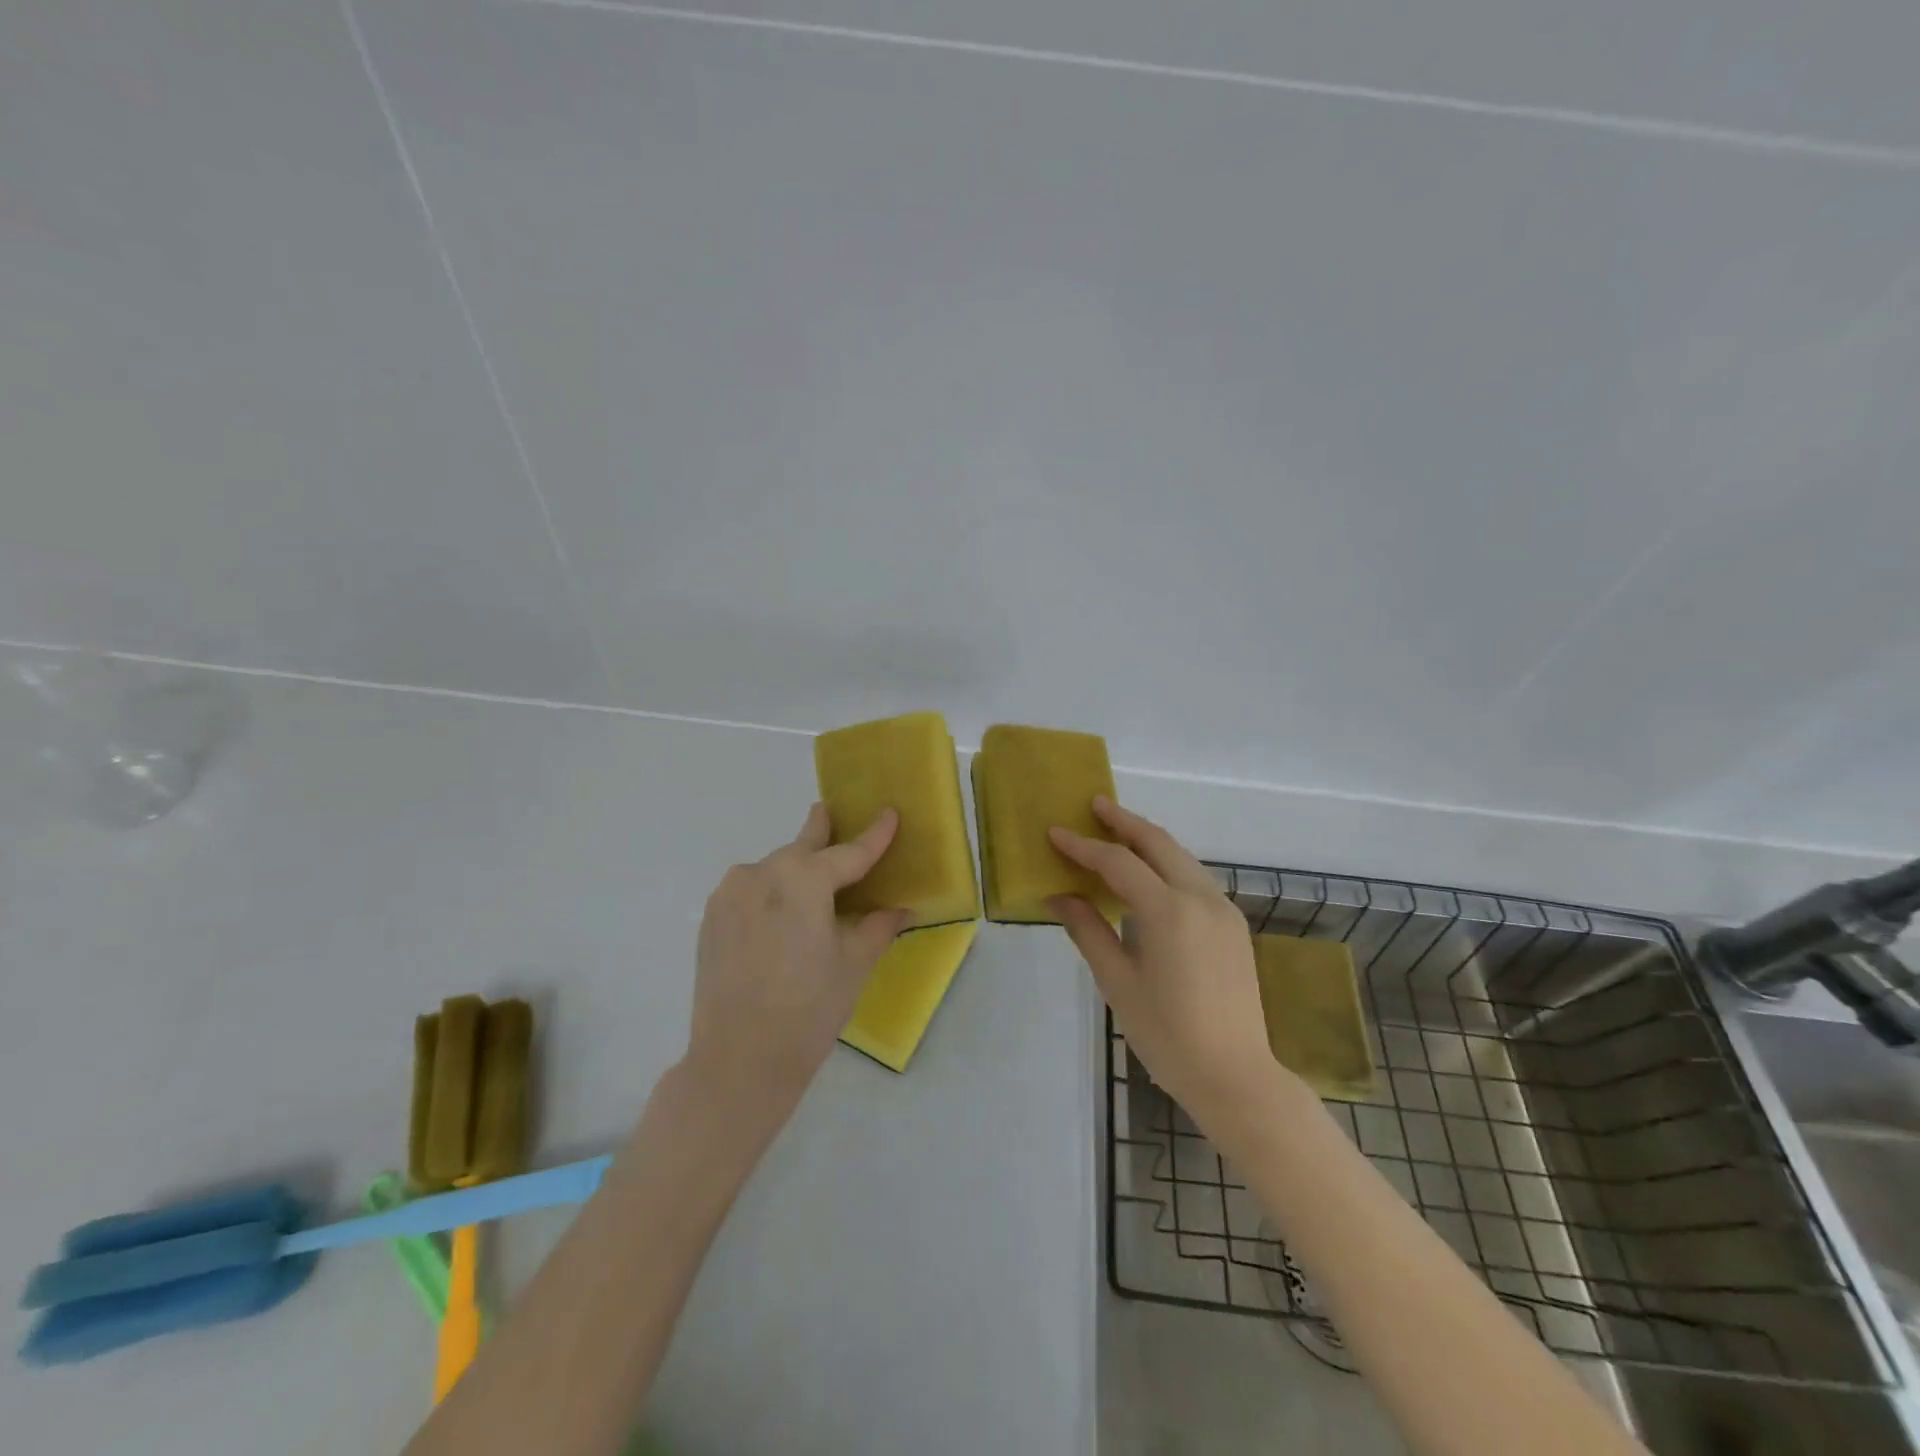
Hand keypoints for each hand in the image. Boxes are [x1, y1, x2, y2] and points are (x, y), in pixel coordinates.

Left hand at [685, 803, 912, 1129]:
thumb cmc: (809, 1010)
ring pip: (773, 868)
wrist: (738, 1061)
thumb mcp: (854, 965)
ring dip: (794, 868)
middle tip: (829, 813)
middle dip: (821, 833)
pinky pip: (750, 890)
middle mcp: (762, 873)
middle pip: (802, 848)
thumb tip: (901, 908)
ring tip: (811, 882)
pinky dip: (770, 891)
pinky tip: (781, 913)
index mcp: (803, 880)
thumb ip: (877, 926)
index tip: (889, 813)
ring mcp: (731, 893)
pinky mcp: (712, 917)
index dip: (874, 835)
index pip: (849, 852)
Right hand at [1049, 798, 1285, 1129]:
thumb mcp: (1117, 982)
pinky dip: (1167, 864)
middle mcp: (1200, 898)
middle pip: (1158, 842)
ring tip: (1117, 831)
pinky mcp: (1232, 924)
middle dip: (1123, 821)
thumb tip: (1057, 896)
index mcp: (1168, 911)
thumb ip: (1088, 930)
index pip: (1117, 862)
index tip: (1055, 832)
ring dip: (1148, 839)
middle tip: (1094, 804)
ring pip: (1181, 856)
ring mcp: (1222, 909)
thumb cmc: (1166, 1033)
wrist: (1235, 1075)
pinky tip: (1149, 873)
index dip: (1083, 846)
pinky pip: (1194, 877)